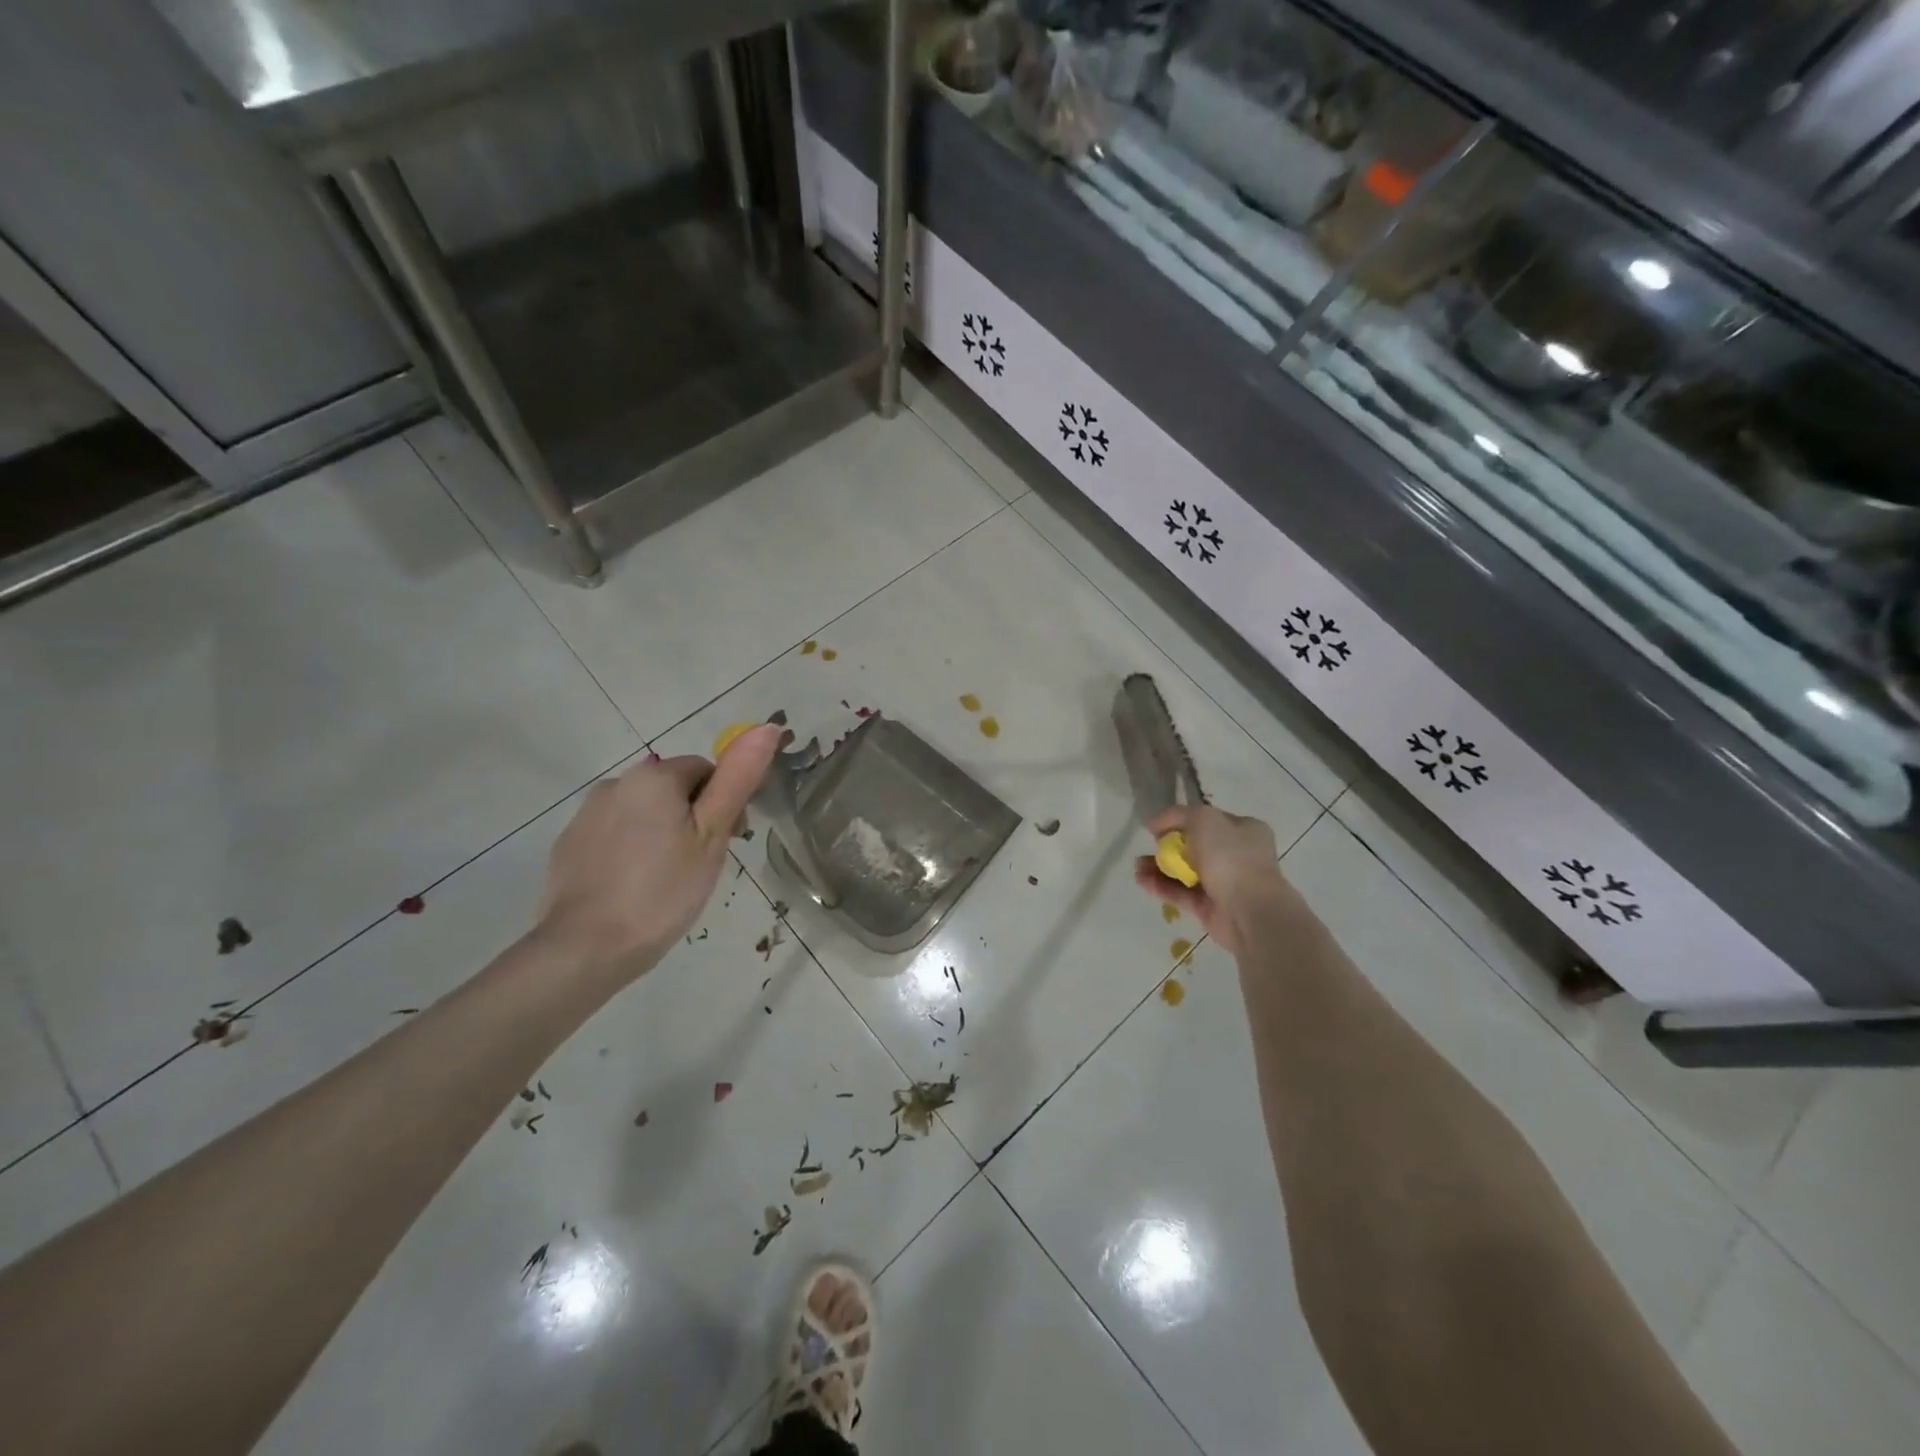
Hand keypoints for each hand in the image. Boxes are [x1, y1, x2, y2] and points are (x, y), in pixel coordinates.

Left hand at [536, 725, 781, 980]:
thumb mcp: (711, 835)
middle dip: (693, 817)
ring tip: (670, 879)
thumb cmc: (662, 890)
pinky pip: (614, 835)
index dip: (725, 802)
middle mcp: (616, 783)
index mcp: (654, 777)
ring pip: (642, 812)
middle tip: (703, 864)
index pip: (705, 770)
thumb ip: (737, 780)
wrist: (585, 948)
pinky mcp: (569, 845)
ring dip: (662, 832)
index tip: (731, 842)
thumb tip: (767, 727)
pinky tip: (636, 887)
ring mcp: (586, 814)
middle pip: (672, 789)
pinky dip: (631, 850)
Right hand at [1133, 804, 1286, 956]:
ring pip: (1186, 871)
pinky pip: (1182, 893)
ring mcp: (1224, 883)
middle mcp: (1237, 855)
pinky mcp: (1210, 908)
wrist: (1250, 911)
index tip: (1159, 825)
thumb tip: (1156, 823)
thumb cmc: (1231, 857)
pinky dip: (1161, 886)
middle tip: (1149, 846)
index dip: (1182, 819)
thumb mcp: (1204, 819)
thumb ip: (1178, 814)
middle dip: (1168, 845)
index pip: (1209, 819)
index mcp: (1245, 830)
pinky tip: (1141, 880)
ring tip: (1137, 866)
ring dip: (1160, 867)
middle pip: (1195, 846)